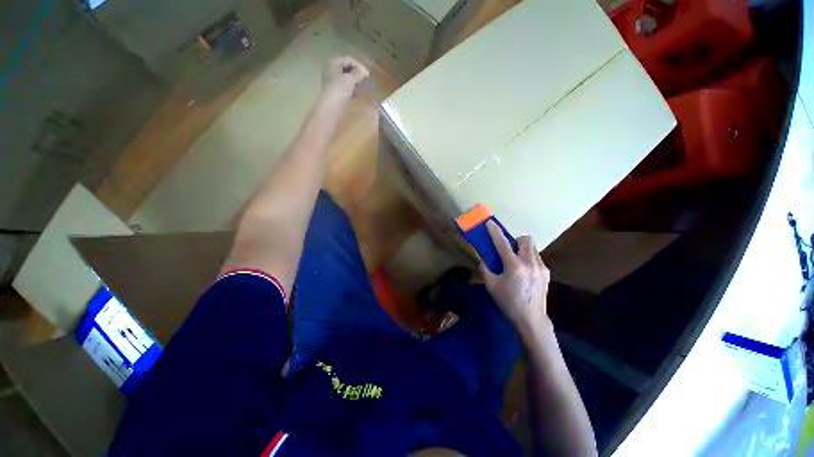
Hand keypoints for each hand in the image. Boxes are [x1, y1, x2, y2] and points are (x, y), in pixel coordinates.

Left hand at [321, 56, 369, 103]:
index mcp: (333, 63)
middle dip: (357, 73)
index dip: (359, 66)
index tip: (368, 75)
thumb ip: (358, 73)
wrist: (330, 107)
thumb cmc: (339, 90)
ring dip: (355, 81)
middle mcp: (331, 69)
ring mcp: (332, 81)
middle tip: (366, 80)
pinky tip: (357, 93)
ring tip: (363, 87)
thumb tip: (364, 71)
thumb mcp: (350, 79)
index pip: (349, 60)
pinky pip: (345, 86)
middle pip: (347, 68)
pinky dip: (352, 88)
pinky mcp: (335, 91)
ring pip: (346, 77)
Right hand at [481, 221, 551, 334]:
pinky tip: (524, 271)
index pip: (503, 243)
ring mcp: (541, 267)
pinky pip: (536, 257)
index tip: (490, 223)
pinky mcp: (546, 273)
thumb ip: (485, 269)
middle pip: (526, 239)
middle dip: (516, 240)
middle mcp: (530, 263)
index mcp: (514, 266)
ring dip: (523, 248)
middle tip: (509, 250)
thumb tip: (483, 259)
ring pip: (533, 247)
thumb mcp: (491, 286)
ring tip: (516, 261)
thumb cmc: (508, 302)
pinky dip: (528, 258)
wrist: (531, 319)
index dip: (495, 232)